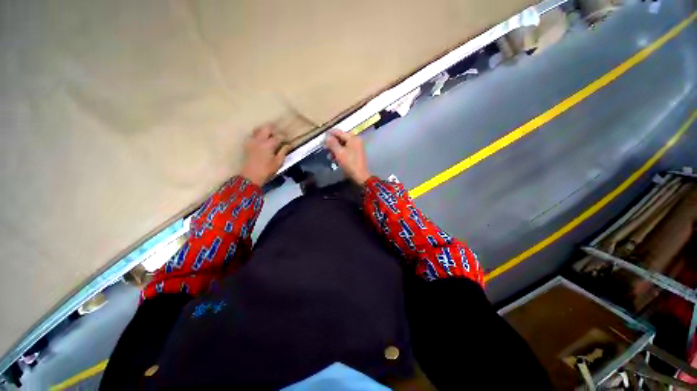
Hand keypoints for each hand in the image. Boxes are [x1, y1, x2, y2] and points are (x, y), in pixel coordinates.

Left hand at [240, 124, 290, 185]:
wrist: (250, 176)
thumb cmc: (266, 170)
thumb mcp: (278, 162)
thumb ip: (283, 152)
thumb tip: (289, 145)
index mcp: (269, 144)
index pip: (279, 136)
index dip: (284, 137)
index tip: (287, 140)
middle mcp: (259, 140)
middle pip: (267, 128)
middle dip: (274, 129)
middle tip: (279, 134)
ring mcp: (252, 141)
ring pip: (259, 129)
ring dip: (265, 131)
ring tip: (270, 136)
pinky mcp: (247, 144)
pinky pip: (253, 135)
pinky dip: (259, 135)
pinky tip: (262, 141)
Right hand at [326, 130, 370, 184]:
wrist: (360, 176)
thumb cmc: (349, 163)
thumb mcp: (339, 153)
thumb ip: (332, 143)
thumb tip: (327, 136)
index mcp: (353, 138)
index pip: (339, 132)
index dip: (330, 134)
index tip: (322, 137)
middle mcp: (356, 140)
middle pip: (341, 138)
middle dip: (332, 144)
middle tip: (325, 148)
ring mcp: (356, 147)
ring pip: (343, 145)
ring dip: (335, 150)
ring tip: (330, 156)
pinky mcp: (356, 154)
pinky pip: (346, 150)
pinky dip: (340, 153)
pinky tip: (335, 159)